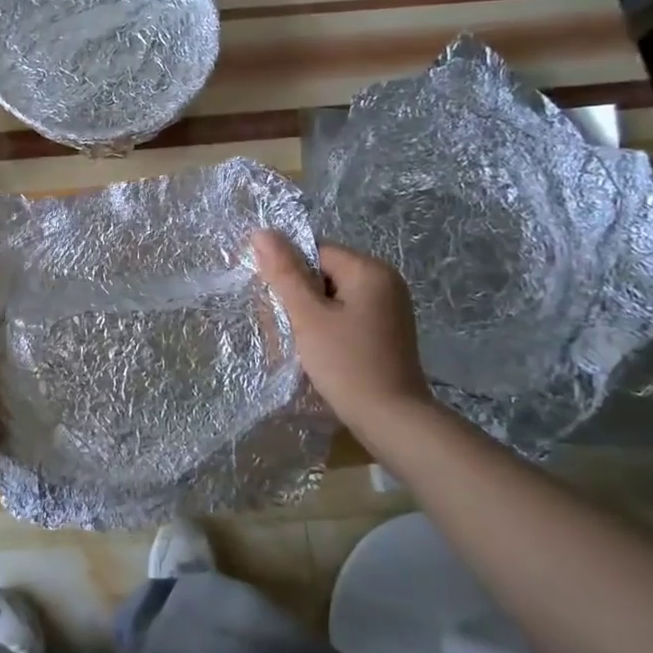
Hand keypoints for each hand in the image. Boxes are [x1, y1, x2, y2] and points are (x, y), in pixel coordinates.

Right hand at [252, 230, 431, 428]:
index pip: (316, 252)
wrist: (392, 420)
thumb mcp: (308, 317)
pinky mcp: (388, 332)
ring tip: (305, 345)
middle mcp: (386, 281)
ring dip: (313, 316)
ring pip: (334, 297)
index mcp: (370, 270)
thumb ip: (284, 274)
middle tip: (289, 330)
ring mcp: (390, 308)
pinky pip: (349, 316)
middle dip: (301, 298)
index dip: (291, 275)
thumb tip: (261, 232)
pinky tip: (323, 353)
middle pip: (325, 273)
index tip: (280, 306)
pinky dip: (330, 329)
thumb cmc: (347, 364)